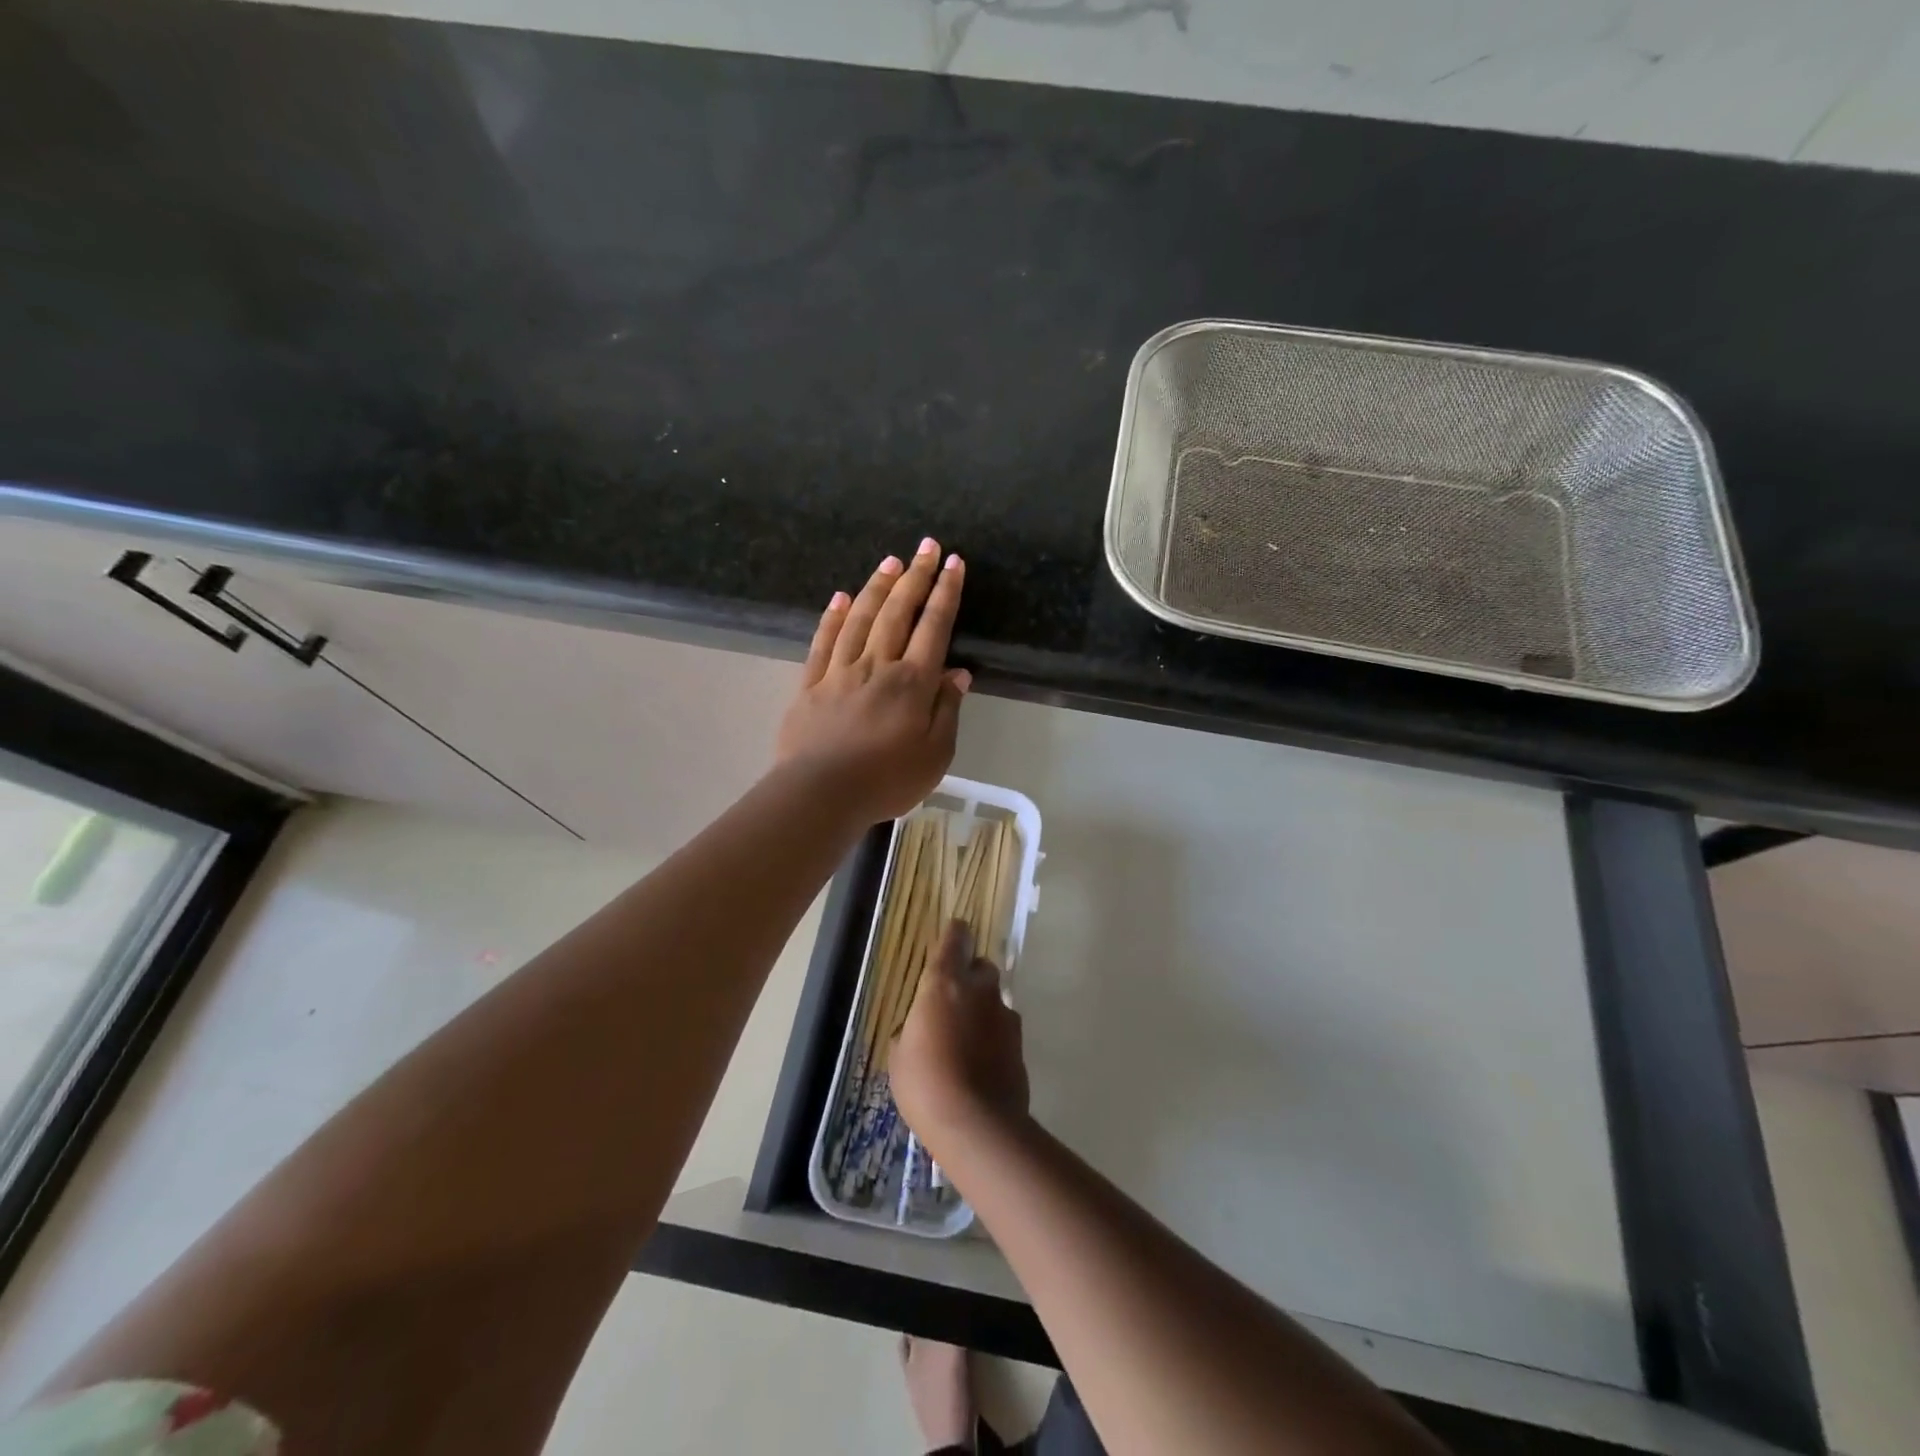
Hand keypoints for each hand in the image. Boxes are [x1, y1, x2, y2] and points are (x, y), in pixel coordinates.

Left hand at [777, 540, 970, 825]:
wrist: (820, 794)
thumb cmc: (886, 780)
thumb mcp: (935, 755)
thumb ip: (947, 711)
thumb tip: (958, 674)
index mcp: (912, 683)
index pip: (934, 627)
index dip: (945, 593)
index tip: (953, 564)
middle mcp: (877, 665)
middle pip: (898, 612)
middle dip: (914, 576)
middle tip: (925, 546)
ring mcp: (839, 671)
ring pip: (861, 618)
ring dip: (877, 587)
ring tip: (890, 562)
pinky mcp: (810, 684)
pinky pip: (823, 642)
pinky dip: (833, 616)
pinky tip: (841, 597)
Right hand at [892, 920, 1029, 1145]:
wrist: (976, 1125)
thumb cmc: (924, 1083)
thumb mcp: (900, 1054)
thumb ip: (913, 1029)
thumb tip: (919, 1029)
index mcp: (944, 982)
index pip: (955, 937)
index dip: (954, 935)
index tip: (950, 940)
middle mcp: (979, 989)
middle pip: (981, 966)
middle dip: (970, 976)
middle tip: (952, 1002)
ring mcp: (1004, 1014)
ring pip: (994, 998)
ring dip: (982, 1009)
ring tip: (966, 1040)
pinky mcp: (1020, 1043)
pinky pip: (1003, 1028)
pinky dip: (994, 1037)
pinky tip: (981, 1062)